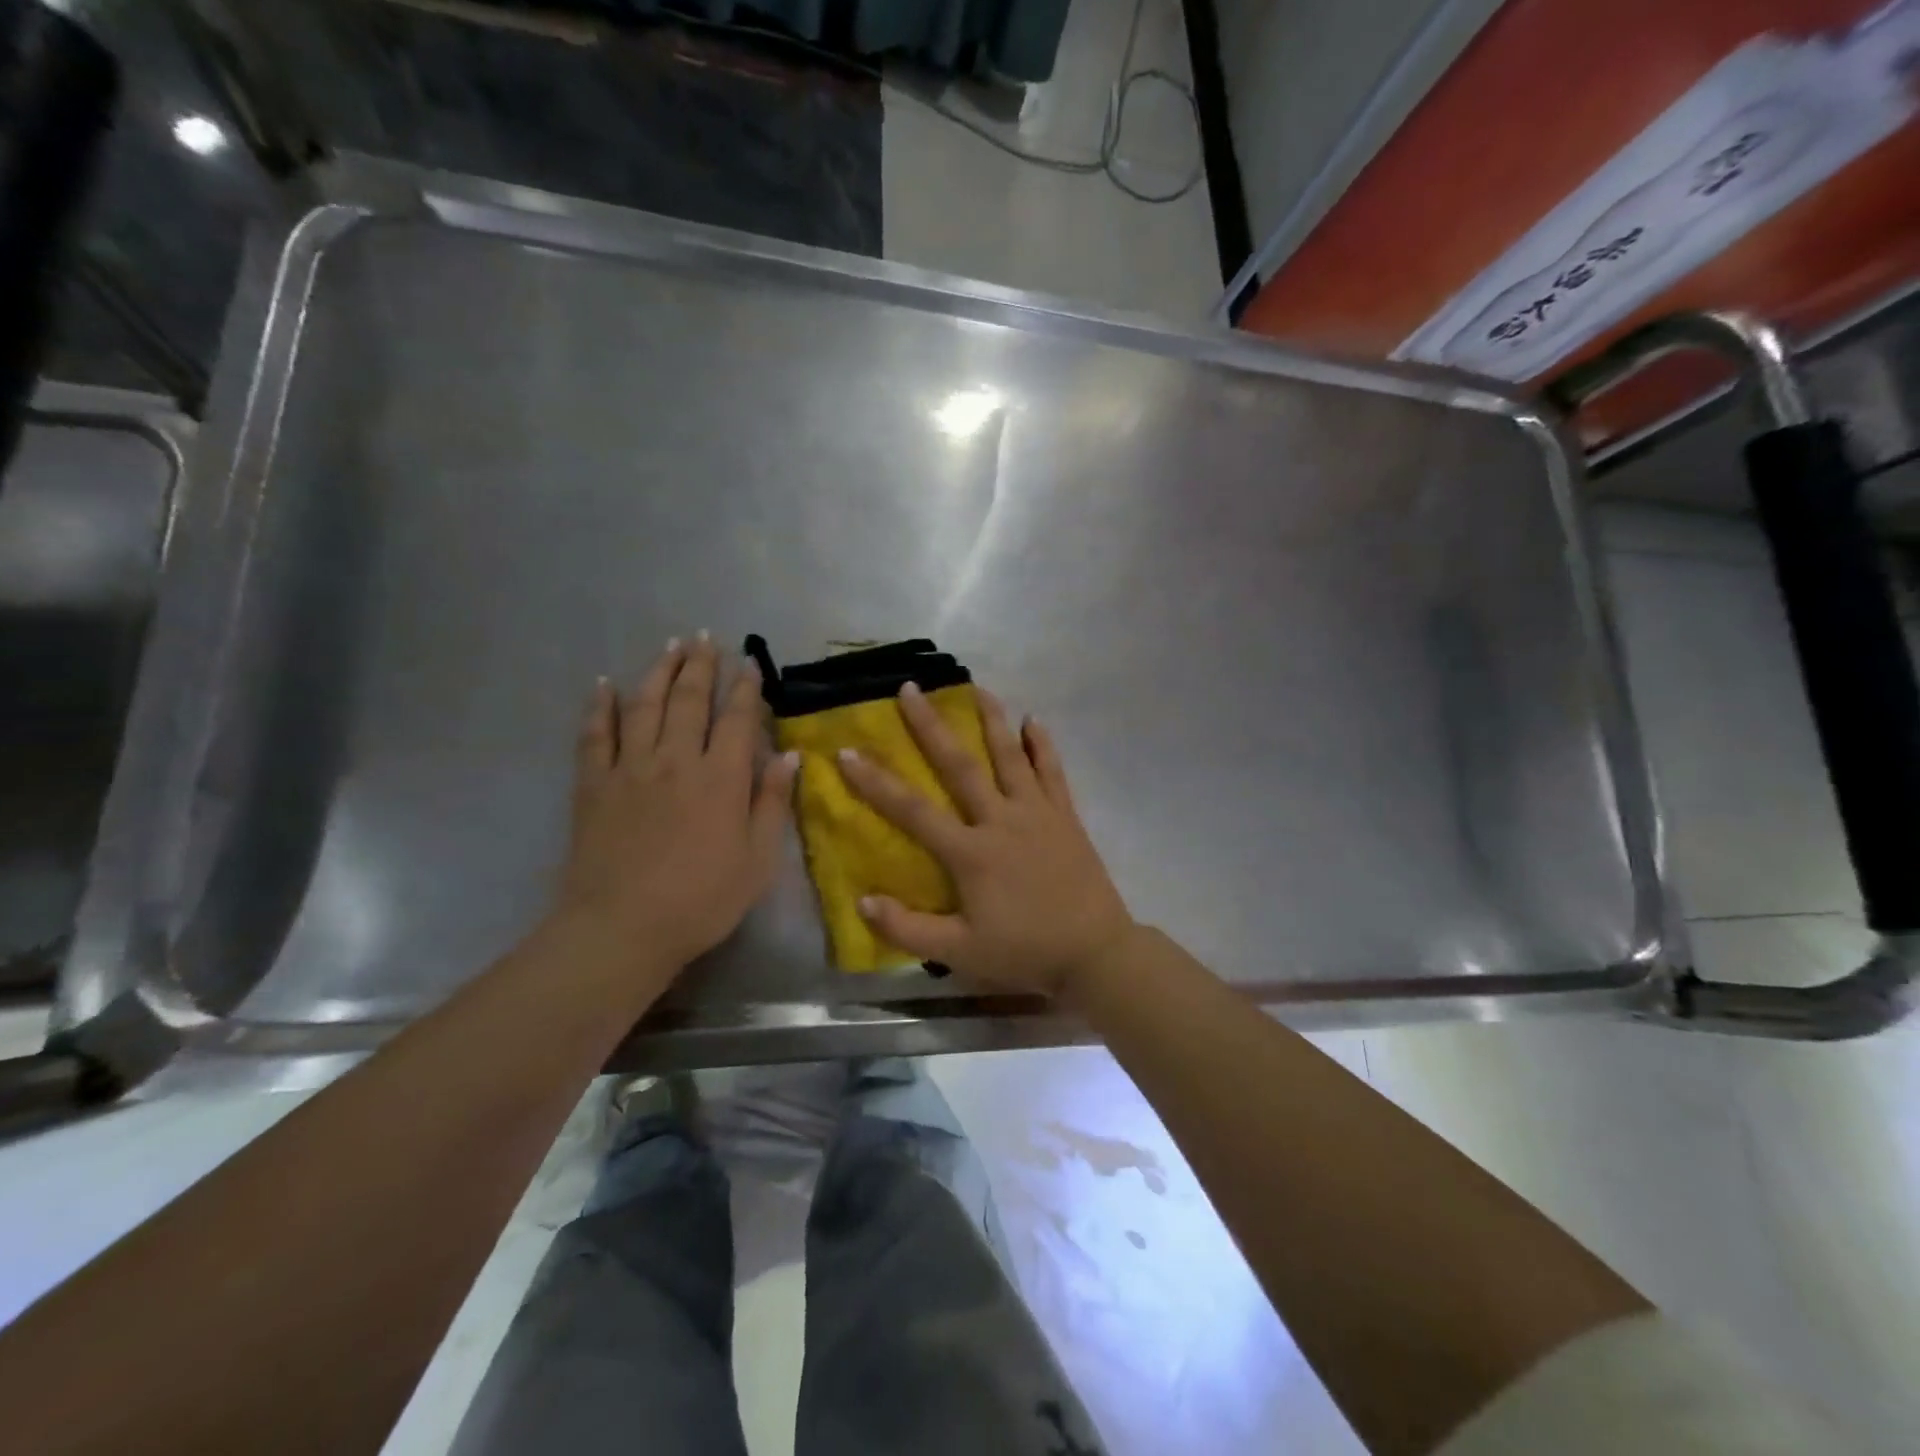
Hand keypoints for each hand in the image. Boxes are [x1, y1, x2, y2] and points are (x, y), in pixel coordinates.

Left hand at [555, 636, 797, 976]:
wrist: (622, 928)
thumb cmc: (702, 900)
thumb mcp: (757, 860)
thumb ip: (771, 803)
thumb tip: (789, 756)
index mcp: (721, 778)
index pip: (737, 719)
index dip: (746, 688)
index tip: (750, 663)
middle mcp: (676, 760)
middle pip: (689, 700)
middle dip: (701, 666)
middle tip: (707, 638)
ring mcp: (630, 768)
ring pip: (644, 705)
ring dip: (659, 671)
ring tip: (670, 645)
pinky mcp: (593, 785)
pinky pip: (595, 735)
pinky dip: (600, 706)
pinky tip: (604, 685)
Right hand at [836, 683, 1134, 995]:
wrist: (1095, 952)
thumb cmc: (1024, 952)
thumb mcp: (960, 952)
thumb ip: (908, 929)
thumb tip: (862, 901)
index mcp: (971, 852)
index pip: (912, 810)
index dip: (876, 782)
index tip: (846, 752)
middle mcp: (1001, 820)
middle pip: (960, 765)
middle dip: (931, 726)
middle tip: (910, 689)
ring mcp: (1037, 813)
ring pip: (1010, 756)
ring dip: (991, 719)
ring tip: (976, 686)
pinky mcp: (1066, 816)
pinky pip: (1053, 772)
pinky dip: (1042, 745)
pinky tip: (1034, 721)